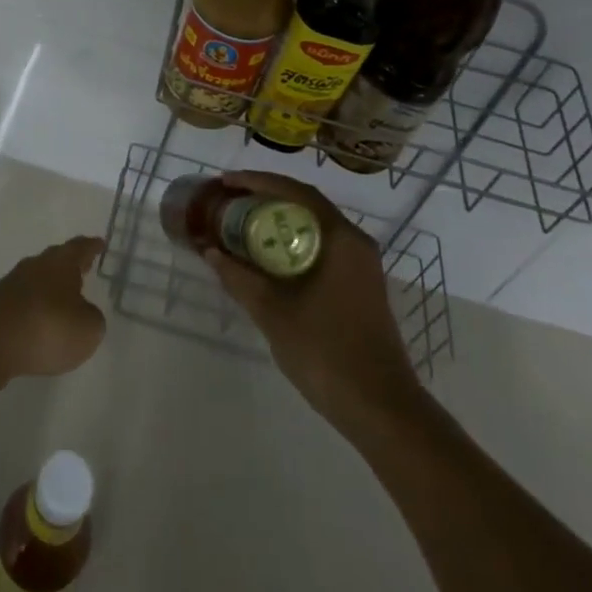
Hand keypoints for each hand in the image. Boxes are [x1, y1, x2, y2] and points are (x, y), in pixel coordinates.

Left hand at [0, 236, 107, 381]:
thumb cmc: (48, 328)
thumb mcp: (87, 329)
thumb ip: (92, 318)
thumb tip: (84, 312)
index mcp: (62, 262)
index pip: (81, 247)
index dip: (92, 246)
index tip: (99, 243)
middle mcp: (37, 264)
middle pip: (57, 258)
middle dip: (71, 264)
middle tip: (84, 267)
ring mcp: (13, 282)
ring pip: (39, 277)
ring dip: (51, 285)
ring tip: (63, 297)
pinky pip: (23, 299)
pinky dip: (35, 305)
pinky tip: (39, 319)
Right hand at [204, 172, 420, 432]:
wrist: (382, 409)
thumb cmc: (326, 352)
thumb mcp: (273, 312)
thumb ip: (239, 278)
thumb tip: (209, 251)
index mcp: (340, 237)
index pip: (296, 191)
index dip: (257, 182)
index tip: (226, 182)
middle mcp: (355, 242)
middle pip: (305, 204)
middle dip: (266, 198)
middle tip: (230, 200)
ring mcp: (361, 266)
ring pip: (313, 227)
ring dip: (279, 221)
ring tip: (242, 223)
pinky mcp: (360, 286)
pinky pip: (321, 247)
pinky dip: (292, 243)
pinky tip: (268, 258)